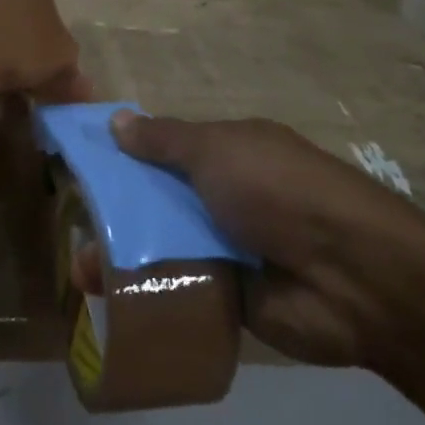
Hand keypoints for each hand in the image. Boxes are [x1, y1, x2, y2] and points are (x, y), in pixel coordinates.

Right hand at [94, 114, 424, 367]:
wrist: (352, 277)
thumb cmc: (279, 192)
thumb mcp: (218, 151)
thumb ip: (165, 140)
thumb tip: (116, 120)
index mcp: (229, 154)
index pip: (164, 152)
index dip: (125, 159)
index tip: (82, 173)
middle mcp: (226, 197)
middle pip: (158, 203)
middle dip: (115, 216)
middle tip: (73, 233)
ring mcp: (229, 248)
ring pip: (164, 248)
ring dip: (124, 259)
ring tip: (82, 276)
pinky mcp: (230, 297)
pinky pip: (180, 290)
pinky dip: (149, 295)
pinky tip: (108, 304)